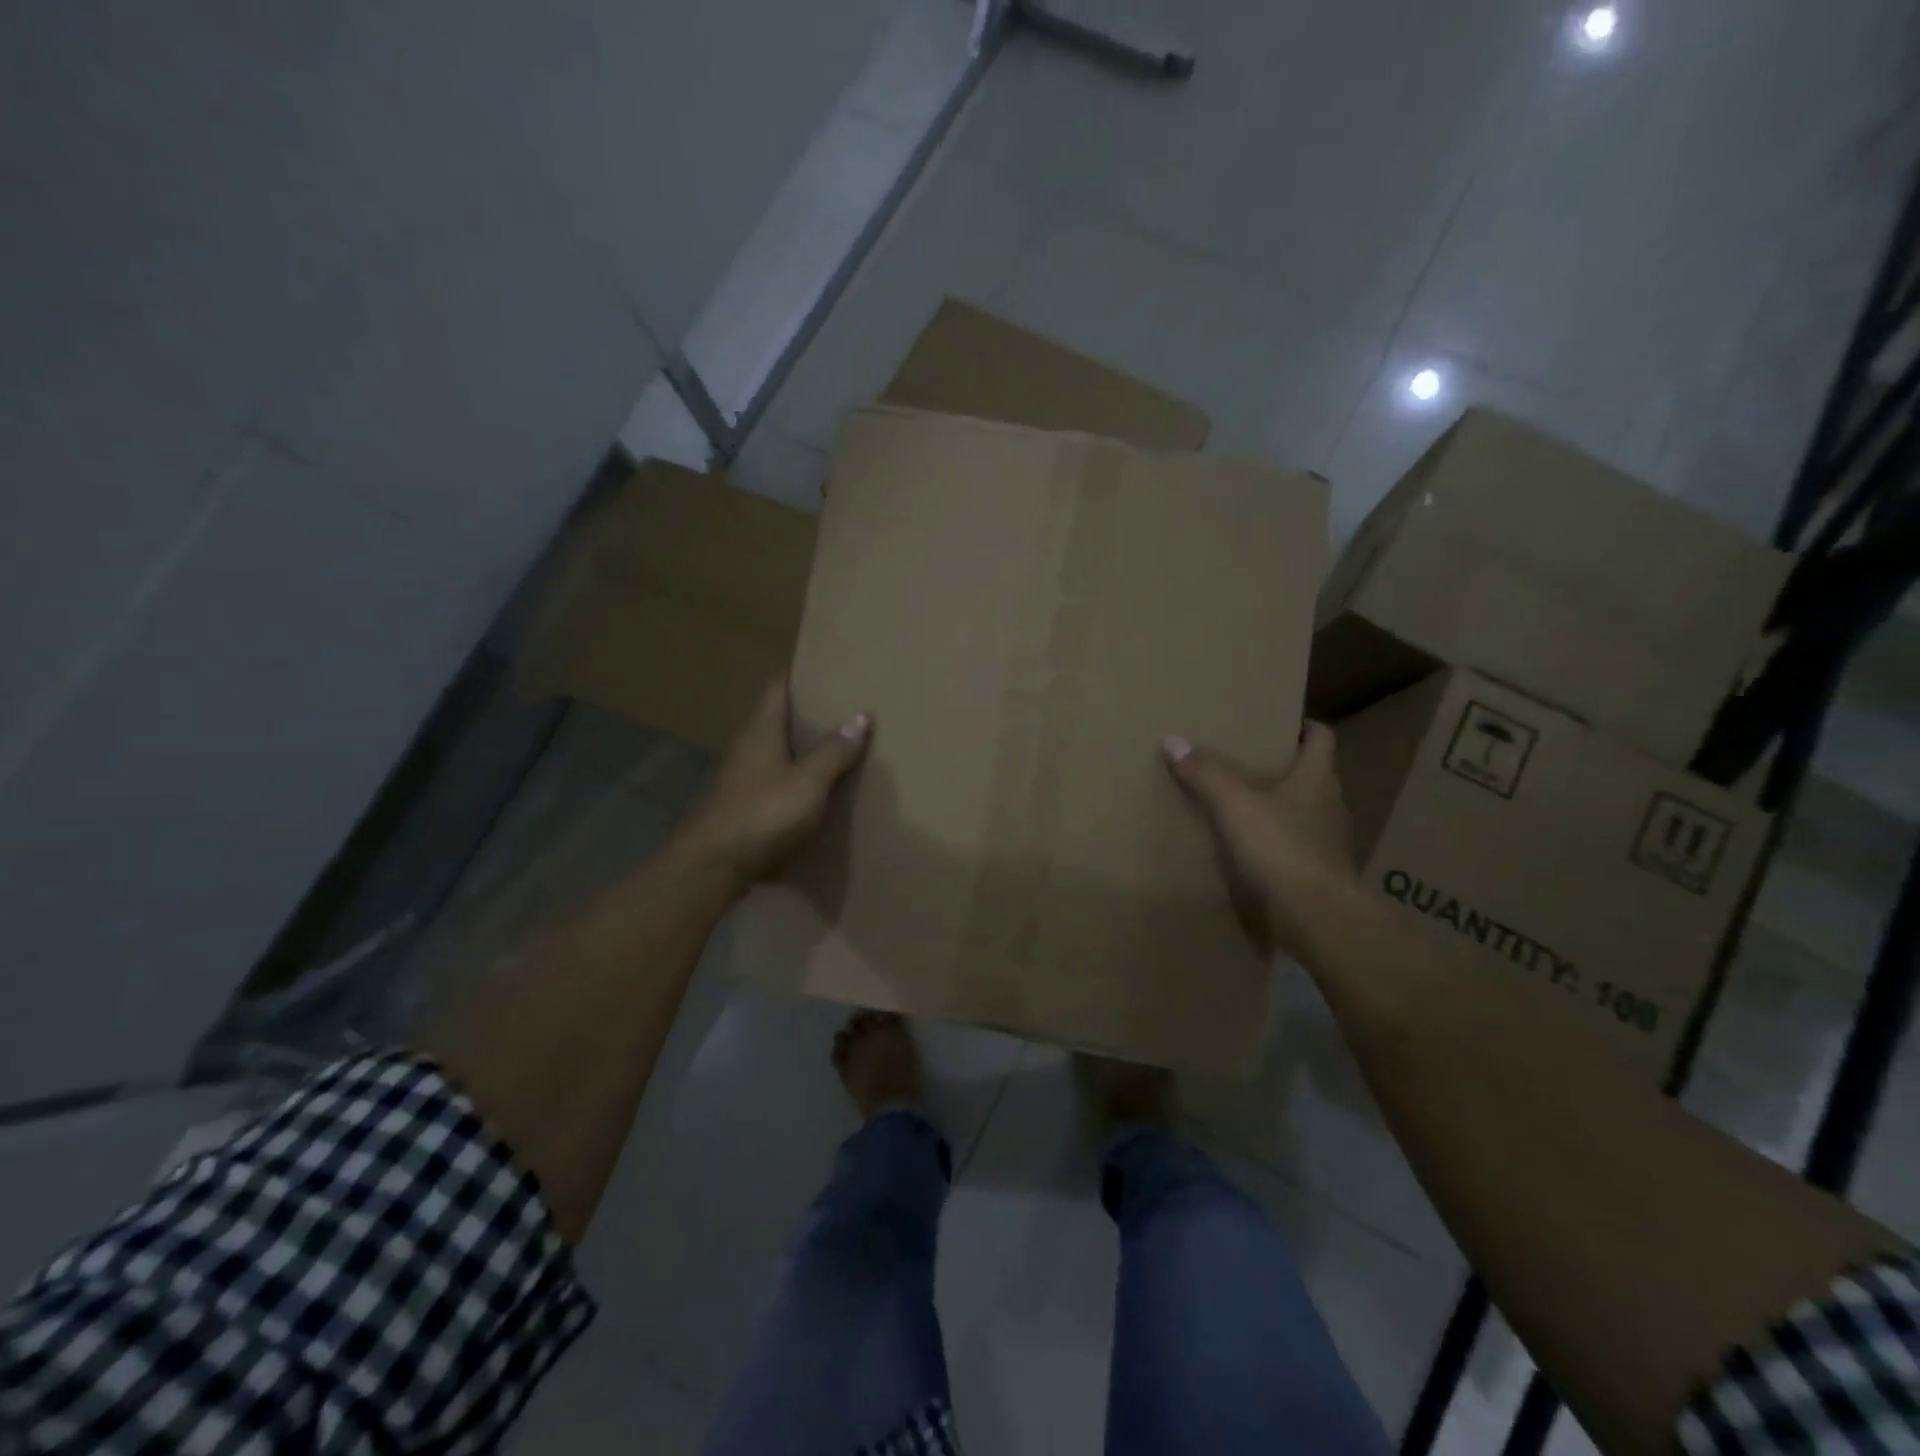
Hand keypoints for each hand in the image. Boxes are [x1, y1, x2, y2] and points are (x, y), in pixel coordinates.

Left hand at [673, 677, 871, 893]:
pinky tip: (813, 790)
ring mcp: (739, 777)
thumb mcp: (809, 781)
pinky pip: (771, 780)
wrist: (713, 865)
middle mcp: (746, 746)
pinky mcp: (740, 805)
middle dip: (805, 714)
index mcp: (761, 729)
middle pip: (776, 718)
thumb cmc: (762, 812)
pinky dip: (792, 778)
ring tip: (834, 748)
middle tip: (841, 709)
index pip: (777, 687)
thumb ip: (834, 750)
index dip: (799, 675)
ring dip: (799, 749)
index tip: (825, 670)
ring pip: (773, 751)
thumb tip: (860, 716)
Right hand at [1161, 722, 1360, 958]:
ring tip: (1239, 803)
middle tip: (1244, 759)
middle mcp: (1330, 805)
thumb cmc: (1281, 848)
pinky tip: (1246, 848)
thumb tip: (1173, 740)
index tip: (1277, 722)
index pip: (1321, 737)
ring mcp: (1327, 843)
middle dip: (1281, 766)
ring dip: (1277, 806)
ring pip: (1302, 812)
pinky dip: (1273, 842)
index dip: (1303, 725)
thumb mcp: (1234, 804)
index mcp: (1318, 777)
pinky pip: (1293, 847)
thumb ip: (1205, 772)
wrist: (1316, 918)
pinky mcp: (1317, 874)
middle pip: (1310, 774)